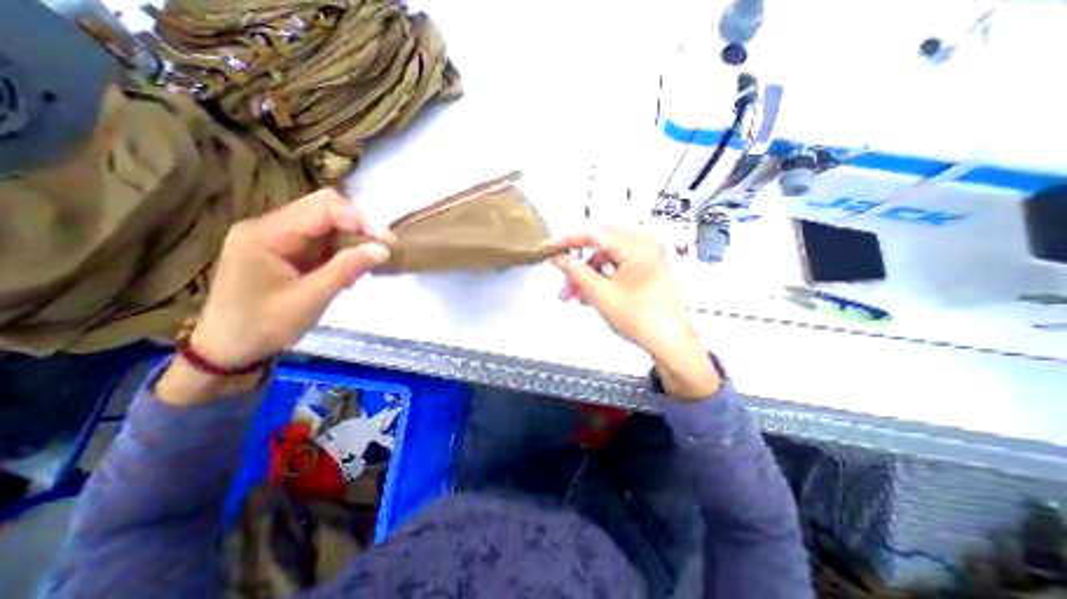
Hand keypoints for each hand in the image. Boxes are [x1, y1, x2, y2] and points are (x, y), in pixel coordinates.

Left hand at [195, 190, 393, 369]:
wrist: (230, 350)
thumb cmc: (264, 326)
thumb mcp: (310, 299)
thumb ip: (346, 268)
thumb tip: (382, 249)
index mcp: (265, 234)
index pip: (321, 209)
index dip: (359, 219)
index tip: (387, 240)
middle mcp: (269, 227)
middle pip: (323, 208)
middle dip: (358, 225)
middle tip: (381, 248)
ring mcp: (277, 238)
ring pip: (326, 224)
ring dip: (352, 240)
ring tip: (366, 266)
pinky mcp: (286, 251)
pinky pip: (322, 241)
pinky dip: (342, 252)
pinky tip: (350, 273)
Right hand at [550, 227, 725, 396]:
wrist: (669, 343)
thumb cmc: (641, 319)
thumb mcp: (600, 293)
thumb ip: (575, 271)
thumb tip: (558, 257)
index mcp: (637, 245)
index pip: (593, 232)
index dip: (567, 240)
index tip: (549, 248)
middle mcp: (645, 244)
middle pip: (600, 244)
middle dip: (577, 262)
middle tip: (561, 275)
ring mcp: (648, 256)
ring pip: (606, 257)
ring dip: (588, 273)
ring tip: (573, 293)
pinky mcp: (647, 268)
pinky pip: (617, 265)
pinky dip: (601, 277)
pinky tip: (589, 293)